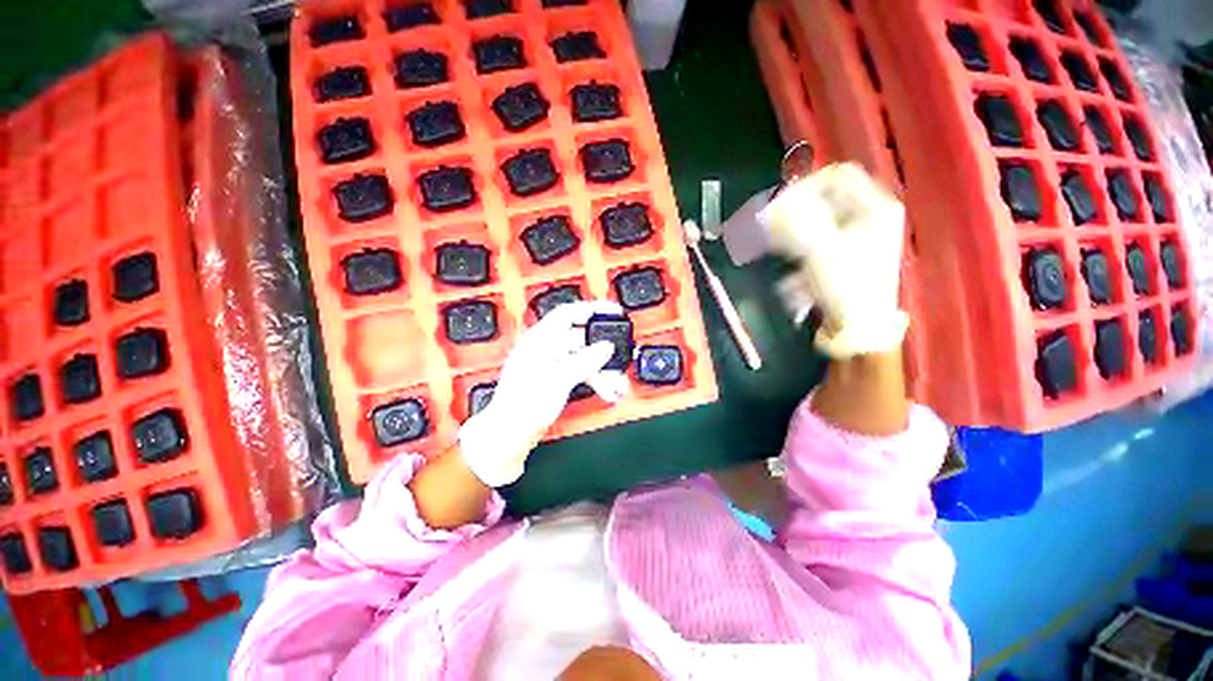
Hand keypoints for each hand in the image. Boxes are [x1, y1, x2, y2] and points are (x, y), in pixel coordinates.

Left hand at [458, 300, 629, 486]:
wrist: (510, 435)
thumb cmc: (522, 406)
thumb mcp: (558, 379)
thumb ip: (584, 361)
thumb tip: (605, 347)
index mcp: (540, 340)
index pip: (569, 312)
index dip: (593, 309)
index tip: (614, 311)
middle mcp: (546, 348)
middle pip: (581, 338)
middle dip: (604, 348)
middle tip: (622, 355)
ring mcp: (551, 364)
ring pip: (584, 357)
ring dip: (603, 369)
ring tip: (617, 383)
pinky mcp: (555, 380)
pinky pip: (581, 372)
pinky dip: (595, 380)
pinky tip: (606, 391)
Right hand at [760, 162, 908, 358]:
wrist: (857, 329)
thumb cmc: (846, 286)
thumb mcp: (820, 249)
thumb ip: (794, 220)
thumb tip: (769, 205)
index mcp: (875, 207)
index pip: (836, 177)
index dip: (804, 186)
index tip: (777, 204)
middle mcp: (868, 217)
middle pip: (823, 199)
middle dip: (792, 211)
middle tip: (767, 224)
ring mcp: (855, 237)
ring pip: (815, 220)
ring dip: (790, 231)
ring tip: (770, 245)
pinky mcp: (840, 255)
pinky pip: (813, 241)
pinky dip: (796, 250)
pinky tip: (786, 265)